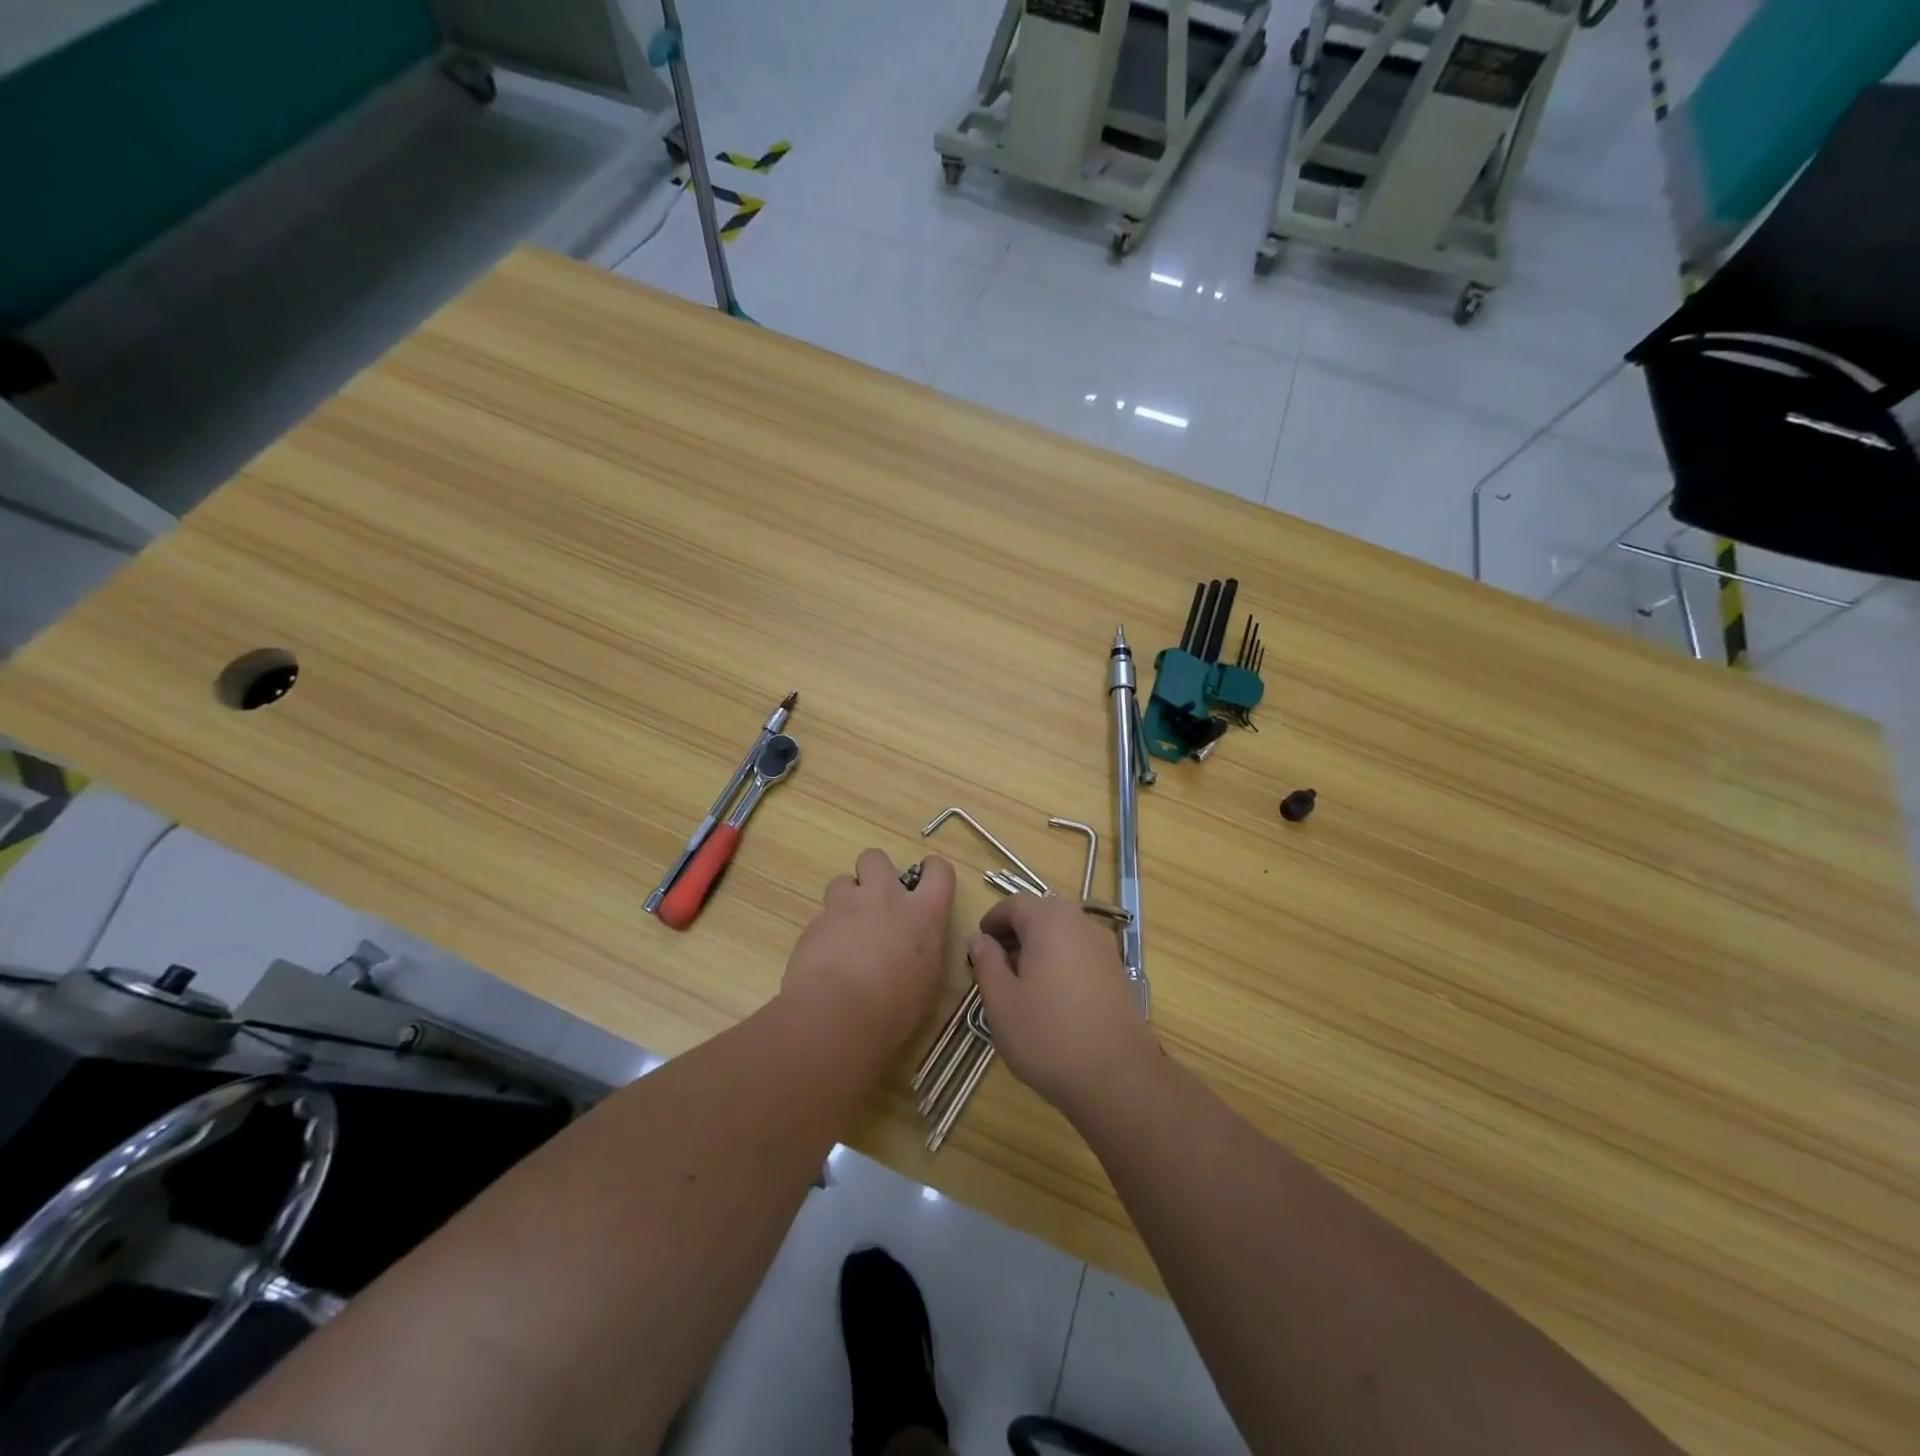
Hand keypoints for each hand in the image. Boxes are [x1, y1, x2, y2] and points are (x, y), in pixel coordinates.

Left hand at [782, 849, 956, 1047]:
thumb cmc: (894, 1008)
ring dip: (847, 900)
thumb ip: (923, 952)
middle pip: (876, 858)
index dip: (932, 873)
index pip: (938, 870)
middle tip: (877, 904)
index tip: (926, 887)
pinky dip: (826, 932)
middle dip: (875, 873)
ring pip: (843, 881)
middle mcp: (885, 898)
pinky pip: (822, 917)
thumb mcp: (926, 982)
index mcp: (923, 913)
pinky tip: (827, 960)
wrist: (836, 1015)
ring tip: (848, 931)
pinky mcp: (814, 924)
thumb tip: (914, 950)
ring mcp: (845, 907)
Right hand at [968, 894, 1156, 1115]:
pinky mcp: (1117, 972)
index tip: (979, 947)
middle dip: (1016, 933)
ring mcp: (1104, 947)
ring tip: (1021, 984)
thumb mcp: (1001, 1001)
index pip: (1015, 903)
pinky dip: (1061, 961)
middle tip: (996, 966)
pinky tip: (1052, 998)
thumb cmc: (1048, 1035)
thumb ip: (986, 962)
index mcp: (1050, 922)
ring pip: (1063, 932)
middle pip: (1042, 913)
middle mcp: (1081, 924)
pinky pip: (1081, 952)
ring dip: (1039, 947)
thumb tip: (980, 938)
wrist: (1118, 1078)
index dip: (993, 920)